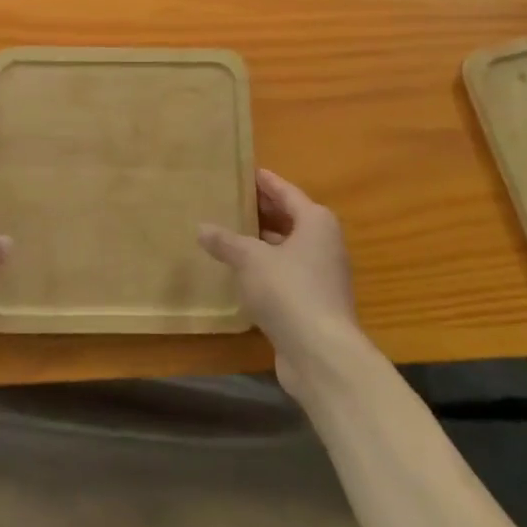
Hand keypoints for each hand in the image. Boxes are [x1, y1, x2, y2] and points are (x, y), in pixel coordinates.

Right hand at [199, 169, 358, 401]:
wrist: (322, 354)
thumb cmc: (289, 291)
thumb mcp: (250, 260)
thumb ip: (226, 241)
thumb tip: (201, 228)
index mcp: (316, 222)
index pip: (286, 192)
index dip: (265, 182)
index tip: (245, 172)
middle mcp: (324, 244)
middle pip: (290, 219)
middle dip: (263, 211)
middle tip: (232, 200)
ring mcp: (322, 276)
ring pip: (288, 249)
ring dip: (263, 243)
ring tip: (231, 234)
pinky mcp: (314, 303)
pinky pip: (287, 275)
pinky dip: (267, 269)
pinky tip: (242, 273)